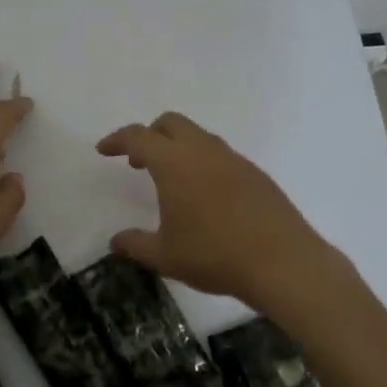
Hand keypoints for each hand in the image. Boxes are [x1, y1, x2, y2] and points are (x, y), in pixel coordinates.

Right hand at [96, 112, 328, 305]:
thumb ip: (135, 245)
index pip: (139, 137)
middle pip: (171, 123)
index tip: (104, 150)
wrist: (282, 262)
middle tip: (138, 162)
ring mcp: (234, 160)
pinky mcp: (256, 174)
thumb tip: (116, 242)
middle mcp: (204, 151)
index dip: (117, 140)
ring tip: (171, 182)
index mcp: (175, 163)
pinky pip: (221, 155)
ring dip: (178, 148)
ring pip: (199, 137)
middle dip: (150, 135)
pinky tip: (206, 196)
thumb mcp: (165, 256)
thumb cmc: (214, 255)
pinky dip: (203, 163)